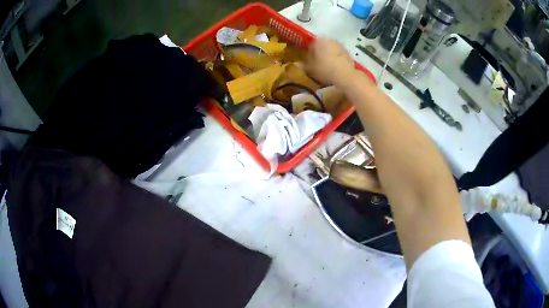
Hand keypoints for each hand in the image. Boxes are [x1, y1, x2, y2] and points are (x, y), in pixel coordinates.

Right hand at [305, 38, 355, 85]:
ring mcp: (339, 45)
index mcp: (318, 41)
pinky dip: (336, 58)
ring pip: (330, 49)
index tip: (308, 60)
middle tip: (317, 63)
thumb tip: (298, 64)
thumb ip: (303, 65)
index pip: (310, 44)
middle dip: (319, 53)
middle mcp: (329, 40)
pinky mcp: (347, 52)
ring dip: (328, 55)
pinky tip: (335, 67)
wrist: (345, 75)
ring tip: (327, 66)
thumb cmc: (325, 69)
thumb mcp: (311, 69)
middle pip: (321, 45)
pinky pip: (338, 54)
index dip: (308, 52)